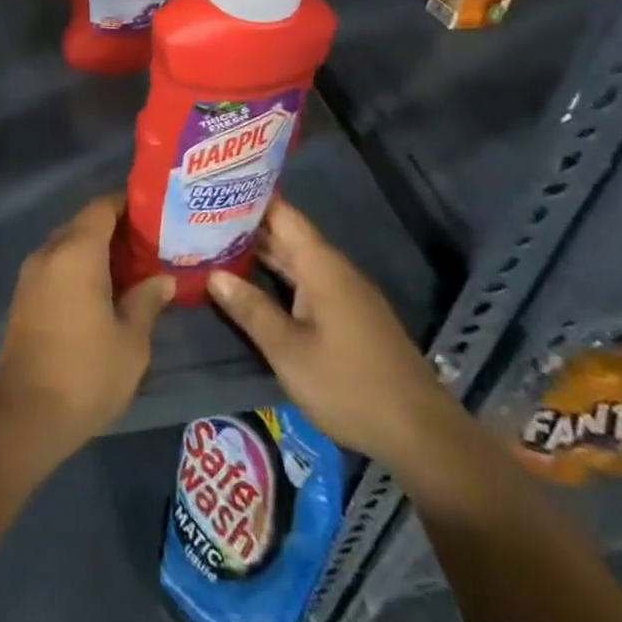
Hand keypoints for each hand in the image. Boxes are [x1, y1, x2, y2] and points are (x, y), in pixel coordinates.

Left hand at [0, 192, 173, 460]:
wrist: (25, 412)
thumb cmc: (86, 372)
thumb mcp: (131, 342)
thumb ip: (147, 302)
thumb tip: (163, 279)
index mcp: (77, 252)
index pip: (102, 207)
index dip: (127, 203)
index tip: (154, 210)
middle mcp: (50, 252)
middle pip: (83, 223)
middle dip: (115, 227)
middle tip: (150, 241)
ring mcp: (32, 273)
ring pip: (68, 244)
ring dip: (96, 248)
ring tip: (132, 265)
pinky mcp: (24, 295)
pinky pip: (56, 264)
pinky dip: (79, 265)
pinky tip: (103, 288)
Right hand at [207, 198, 461, 467]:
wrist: (422, 436)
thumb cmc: (349, 385)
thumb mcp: (288, 350)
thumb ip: (250, 309)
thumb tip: (213, 275)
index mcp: (320, 265)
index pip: (281, 212)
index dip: (247, 195)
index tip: (211, 185)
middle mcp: (333, 269)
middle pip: (286, 233)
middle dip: (245, 224)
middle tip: (199, 213)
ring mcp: (343, 293)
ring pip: (294, 259)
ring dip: (259, 251)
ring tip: (213, 242)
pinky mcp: (348, 316)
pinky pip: (305, 280)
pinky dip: (276, 275)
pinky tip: (250, 282)